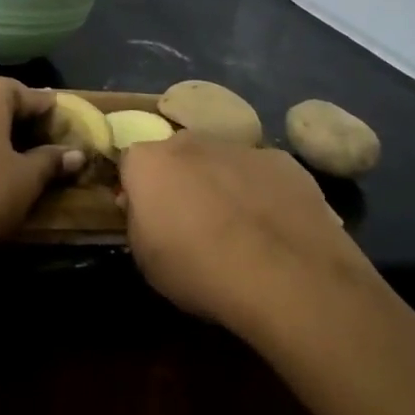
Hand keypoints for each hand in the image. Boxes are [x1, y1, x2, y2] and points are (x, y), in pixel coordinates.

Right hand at [117, 135, 378, 344]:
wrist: (282, 273)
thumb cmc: (199, 270)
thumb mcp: (145, 260)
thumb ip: (139, 222)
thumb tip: (145, 208)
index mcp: (149, 162)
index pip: (131, 165)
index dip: (138, 191)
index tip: (148, 218)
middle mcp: (189, 141)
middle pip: (177, 154)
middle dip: (181, 179)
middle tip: (192, 220)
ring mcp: (239, 147)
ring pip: (221, 160)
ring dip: (222, 182)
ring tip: (239, 227)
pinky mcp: (281, 160)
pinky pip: (262, 173)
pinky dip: (262, 191)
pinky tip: (275, 226)